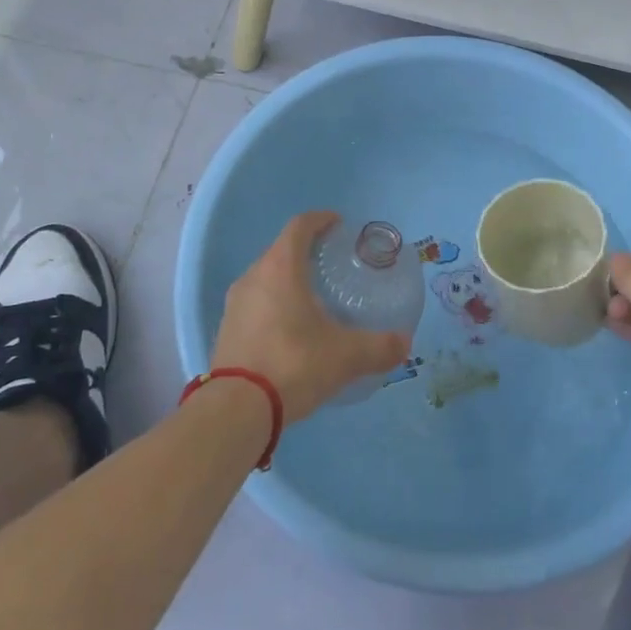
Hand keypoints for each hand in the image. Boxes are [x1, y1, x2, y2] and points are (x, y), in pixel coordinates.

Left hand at [211, 211, 411, 423]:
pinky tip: (291, 330)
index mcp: (281, 268)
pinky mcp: (226, 330)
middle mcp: (253, 276)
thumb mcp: (345, 356)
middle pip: (281, 250)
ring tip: (314, 298)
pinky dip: (274, 304)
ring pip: (266, 278)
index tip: (339, 224)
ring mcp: (235, 304)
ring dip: (288, 280)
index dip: (320, 220)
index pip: (300, 226)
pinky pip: (255, 304)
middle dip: (306, 251)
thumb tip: (404, 343)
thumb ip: (378, 347)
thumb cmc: (293, 364)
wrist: (236, 410)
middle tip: (332, 264)